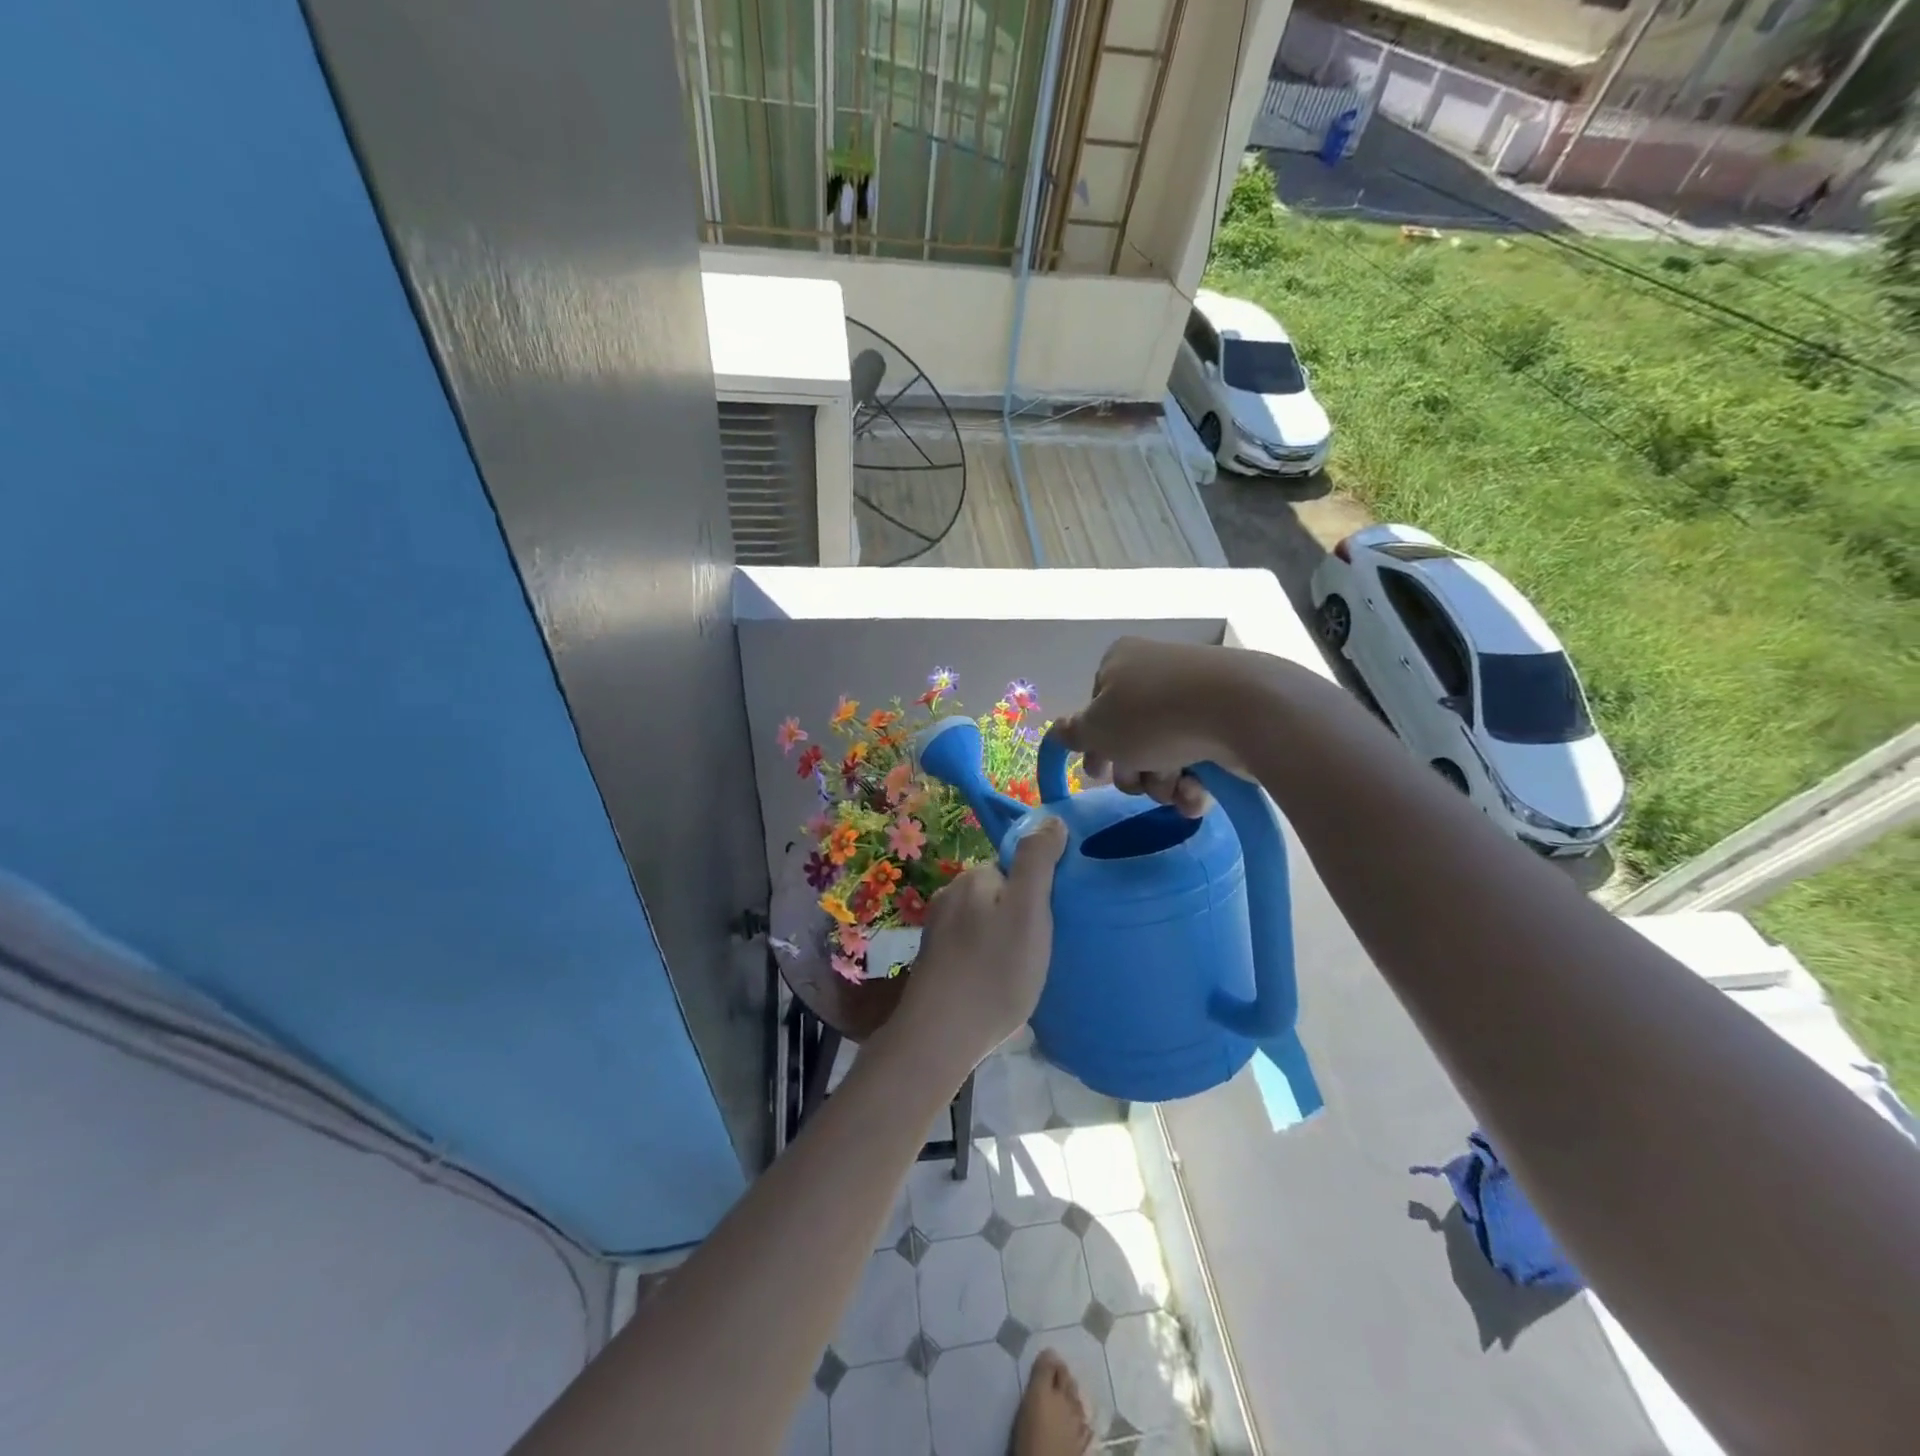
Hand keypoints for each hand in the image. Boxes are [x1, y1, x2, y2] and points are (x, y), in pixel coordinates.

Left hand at [893, 817, 1067, 1074]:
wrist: (939, 1037)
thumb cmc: (994, 972)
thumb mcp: (1028, 912)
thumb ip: (1037, 862)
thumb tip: (1051, 820)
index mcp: (973, 878)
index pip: (1015, 867)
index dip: (1038, 890)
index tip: (1052, 921)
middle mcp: (950, 896)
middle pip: (1000, 893)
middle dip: (1021, 914)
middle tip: (1041, 950)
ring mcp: (938, 930)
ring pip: (985, 922)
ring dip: (1005, 939)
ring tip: (1023, 972)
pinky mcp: (935, 962)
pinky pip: (972, 947)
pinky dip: (988, 959)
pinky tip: (997, 985)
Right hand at [1051, 638, 1256, 816]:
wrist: (1242, 710)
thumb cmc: (1153, 715)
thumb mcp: (1097, 728)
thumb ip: (1073, 733)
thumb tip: (1059, 730)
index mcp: (1120, 662)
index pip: (1096, 708)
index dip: (1095, 745)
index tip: (1098, 773)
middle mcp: (1157, 671)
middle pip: (1130, 735)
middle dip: (1133, 770)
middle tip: (1139, 782)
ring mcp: (1196, 694)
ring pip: (1164, 752)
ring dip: (1163, 782)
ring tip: (1176, 789)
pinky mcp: (1229, 718)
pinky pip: (1199, 755)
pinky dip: (1195, 781)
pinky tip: (1198, 794)